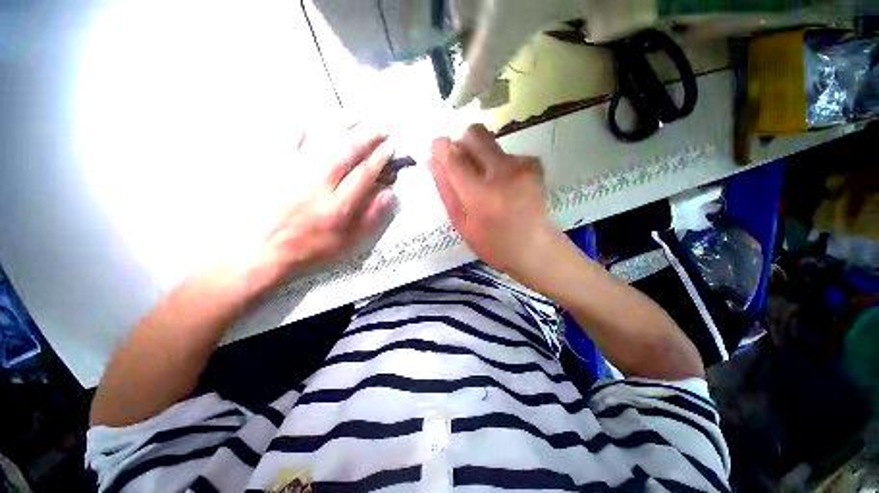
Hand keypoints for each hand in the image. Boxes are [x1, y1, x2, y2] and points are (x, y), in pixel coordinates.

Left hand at [255, 127, 394, 287]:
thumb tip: (388, 194)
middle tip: (380, 128)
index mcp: (338, 206)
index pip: (364, 174)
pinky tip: (306, 124)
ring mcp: (294, 175)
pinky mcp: (275, 172)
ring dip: (341, 129)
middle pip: (346, 153)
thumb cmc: (310, 250)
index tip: (390, 148)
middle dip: (366, 137)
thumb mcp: (348, 243)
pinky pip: (287, 145)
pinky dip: (297, 133)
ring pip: (322, 144)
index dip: (379, 159)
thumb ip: (370, 218)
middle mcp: (318, 185)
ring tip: (356, 118)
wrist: (262, 254)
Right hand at [428, 124, 559, 277]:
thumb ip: (447, 191)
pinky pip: (506, 153)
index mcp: (480, 195)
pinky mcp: (534, 165)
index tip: (436, 147)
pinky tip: (506, 186)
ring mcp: (521, 166)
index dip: (441, 147)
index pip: (454, 158)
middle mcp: (502, 173)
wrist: (535, 248)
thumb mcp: (462, 224)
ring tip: (489, 185)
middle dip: (463, 144)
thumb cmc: (493, 244)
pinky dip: (499, 165)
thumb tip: (433, 161)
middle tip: (463, 166)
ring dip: (482, 157)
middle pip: (475, 134)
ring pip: (490, 143)